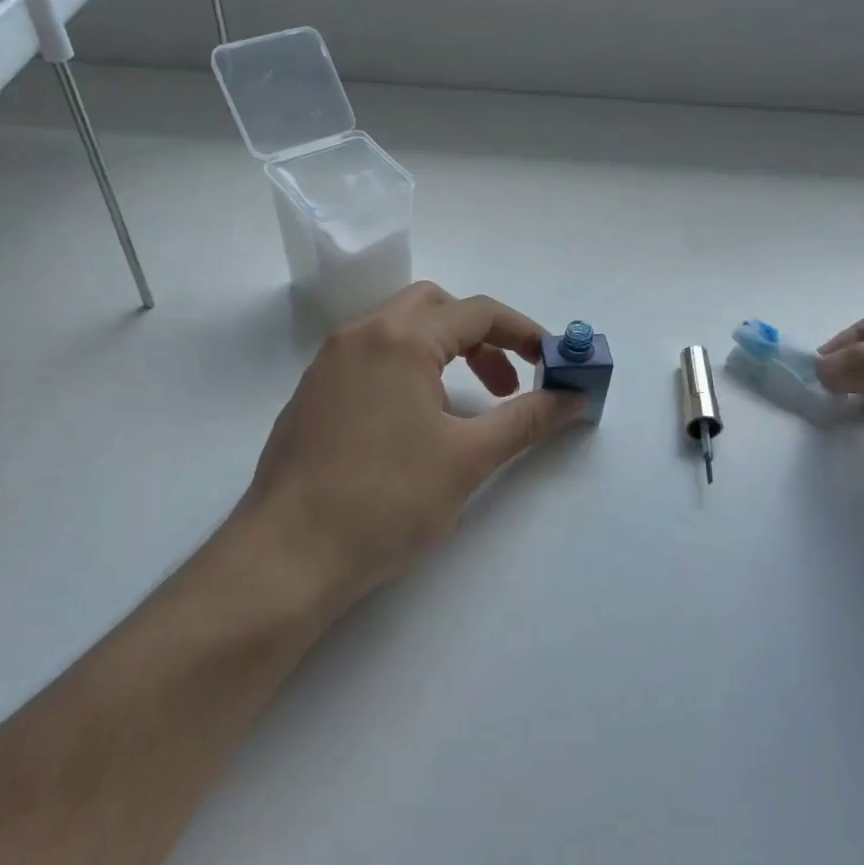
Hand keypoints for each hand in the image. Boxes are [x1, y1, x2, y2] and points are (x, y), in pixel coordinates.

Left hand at [238, 283, 583, 618]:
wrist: (288, 555)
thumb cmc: (387, 500)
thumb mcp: (468, 458)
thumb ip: (527, 419)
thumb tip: (575, 398)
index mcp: (400, 339)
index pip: (478, 312)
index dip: (525, 333)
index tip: (553, 365)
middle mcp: (359, 335)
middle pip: (435, 308)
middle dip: (481, 338)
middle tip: (505, 386)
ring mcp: (327, 364)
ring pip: (398, 333)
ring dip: (442, 355)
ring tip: (463, 411)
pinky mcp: (311, 395)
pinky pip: (370, 361)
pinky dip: (406, 373)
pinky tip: (412, 429)